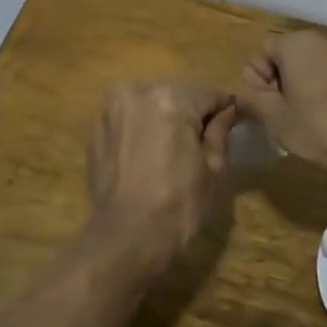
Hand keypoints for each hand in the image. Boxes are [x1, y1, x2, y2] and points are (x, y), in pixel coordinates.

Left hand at [86, 81, 237, 259]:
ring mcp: (111, 108)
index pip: (208, 94)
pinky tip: (144, 155)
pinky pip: (126, 118)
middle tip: (198, 142)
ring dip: (161, 117)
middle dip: (188, 112)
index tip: (231, 122)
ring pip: (148, 103)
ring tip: (169, 150)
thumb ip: (219, 130)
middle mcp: (137, 91)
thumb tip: (227, 110)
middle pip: (175, 94)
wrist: (126, 235)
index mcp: (171, 97)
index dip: (223, 109)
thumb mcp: (211, 167)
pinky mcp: (95, 127)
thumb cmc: (178, 203)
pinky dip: (138, 128)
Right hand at [236, 32, 326, 169]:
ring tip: (316, 128)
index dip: (256, 83)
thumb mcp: (276, 120)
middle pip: (290, 61)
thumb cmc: (325, 124)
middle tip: (286, 122)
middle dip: (283, 89)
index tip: (265, 111)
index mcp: (296, 43)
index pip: (261, 54)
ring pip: (317, 72)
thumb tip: (241, 95)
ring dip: (310, 94)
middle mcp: (324, 40)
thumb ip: (251, 103)